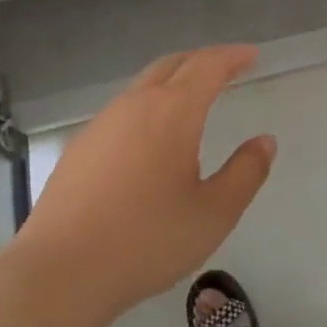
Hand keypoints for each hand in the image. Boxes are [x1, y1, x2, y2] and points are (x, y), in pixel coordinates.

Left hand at [11, 46, 276, 322]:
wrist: (61, 270)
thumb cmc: (147, 240)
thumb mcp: (213, 213)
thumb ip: (245, 173)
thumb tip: (265, 141)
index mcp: (172, 112)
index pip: (207, 66)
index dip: (232, 56)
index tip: (251, 55)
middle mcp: (134, 105)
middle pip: (172, 65)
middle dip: (202, 61)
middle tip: (226, 69)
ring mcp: (102, 123)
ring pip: (143, 86)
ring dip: (172, 82)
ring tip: (192, 102)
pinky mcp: (80, 146)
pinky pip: (122, 111)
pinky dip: (148, 107)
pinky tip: (150, 139)